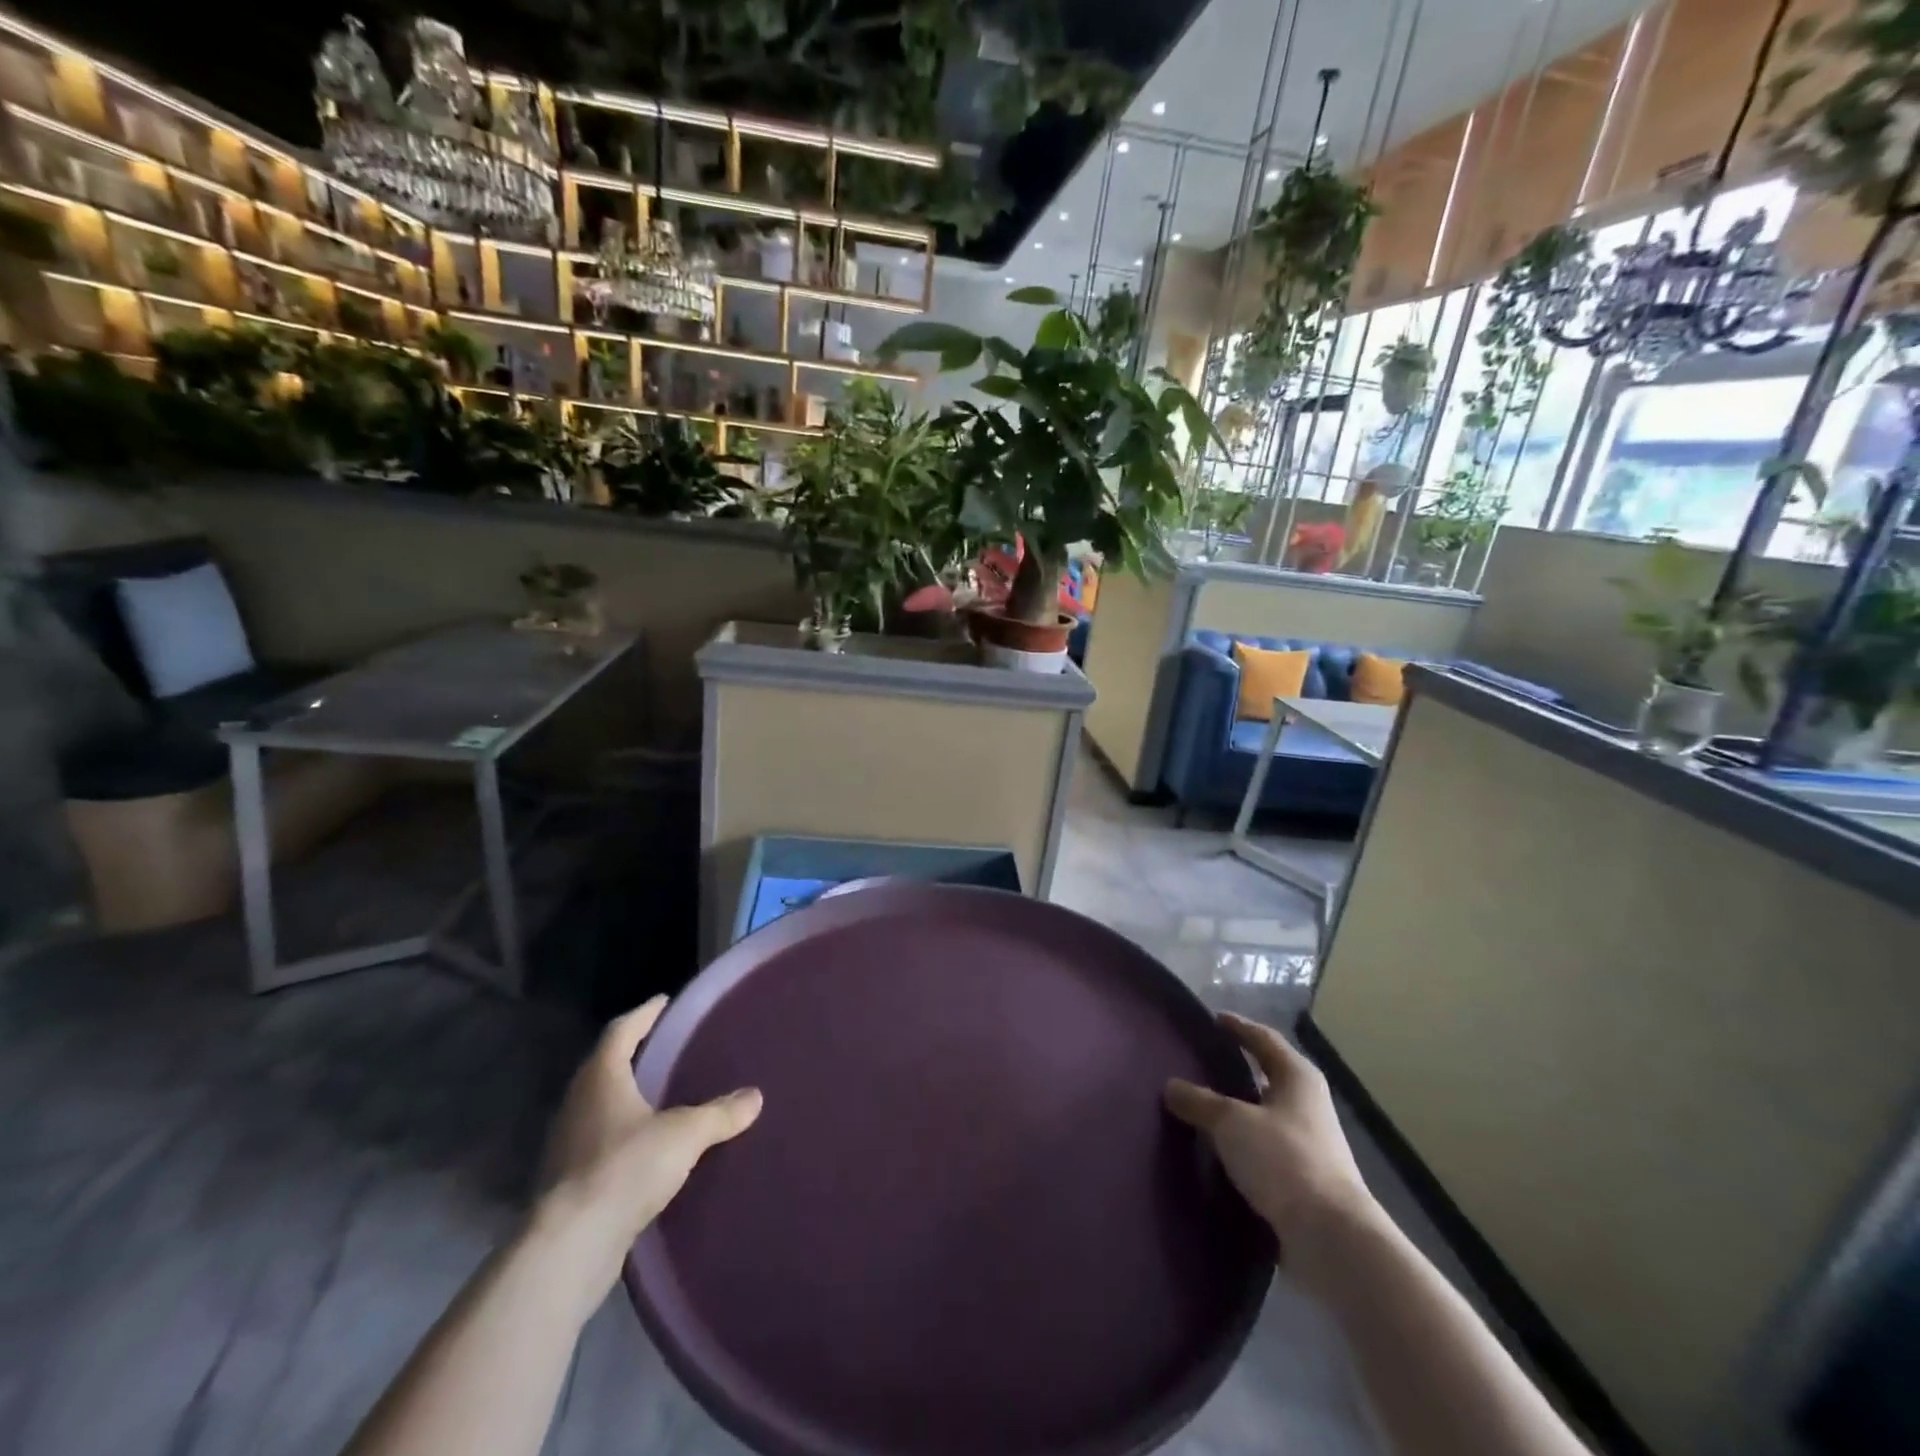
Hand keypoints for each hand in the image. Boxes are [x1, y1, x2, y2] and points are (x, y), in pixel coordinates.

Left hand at [531, 997, 761, 1312]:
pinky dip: (622, 1133)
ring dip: (627, 1096)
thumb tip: (755, 1097)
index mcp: (601, 1077)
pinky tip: (647, 1145)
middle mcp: (578, 1102)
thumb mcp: (685, 1134)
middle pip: (606, 1065)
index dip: (644, 1014)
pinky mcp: (567, 1181)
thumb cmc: (625, 1168)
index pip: (622, 1030)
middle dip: (635, 1054)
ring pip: (600, 1105)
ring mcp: (567, 1143)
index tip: (664, 1002)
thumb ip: (720, 1113)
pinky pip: (600, 1141)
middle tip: (668, 1045)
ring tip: (661, 1094)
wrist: (570, 1247)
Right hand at [1165, 1012, 1374, 1256]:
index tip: (1213, 1019)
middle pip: (1266, 1076)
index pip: (1263, 1038)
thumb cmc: (1283, 1160)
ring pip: (1263, 1115)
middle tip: (1198, 1062)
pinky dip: (1240, 1145)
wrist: (1331, 1238)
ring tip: (1198, 1107)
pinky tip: (1214, 1150)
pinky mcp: (1303, 1179)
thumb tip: (1171, 1086)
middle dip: (1235, 1069)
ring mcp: (1309, 1143)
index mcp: (1297, 1077)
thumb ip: (1198, 1101)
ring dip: (1236, 1111)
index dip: (1238, 1027)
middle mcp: (1307, 1104)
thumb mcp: (1231, 1122)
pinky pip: (1263, 1150)